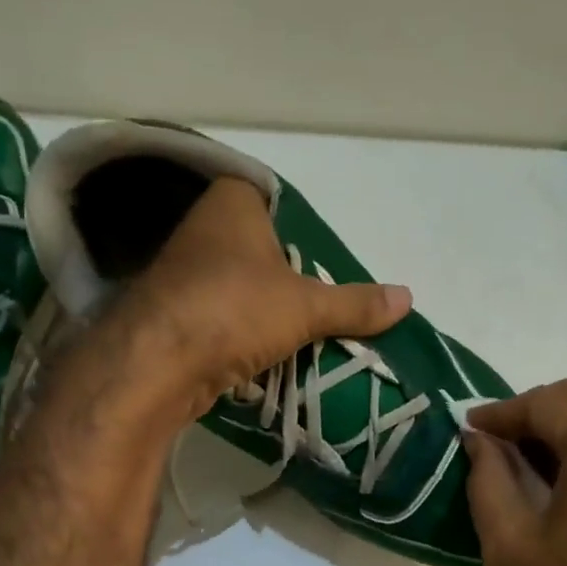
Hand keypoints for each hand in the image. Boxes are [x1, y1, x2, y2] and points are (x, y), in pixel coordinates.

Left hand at [104, 177, 411, 420]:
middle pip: (257, 252)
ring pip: (236, 289)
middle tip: (318, 311)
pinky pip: (216, 320)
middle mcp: (200, 229)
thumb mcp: (306, 307)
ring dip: (260, 315)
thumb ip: (355, 303)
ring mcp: (179, 274)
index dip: (301, 237)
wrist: (158, 363)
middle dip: (284, 282)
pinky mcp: (169, 316)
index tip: (321, 271)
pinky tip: (258, 358)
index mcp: (231, 202)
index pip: (276, 207)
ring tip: (295, 339)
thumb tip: (409, 298)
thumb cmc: (235, 309)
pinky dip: (237, 337)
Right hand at [465, 374, 566, 565]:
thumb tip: (478, 441)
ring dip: (565, 422)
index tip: (467, 429)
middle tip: (495, 442)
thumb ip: (488, 478)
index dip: (501, 412)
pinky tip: (561, 473)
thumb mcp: (509, 543)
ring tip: (523, 457)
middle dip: (536, 408)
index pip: (546, 402)